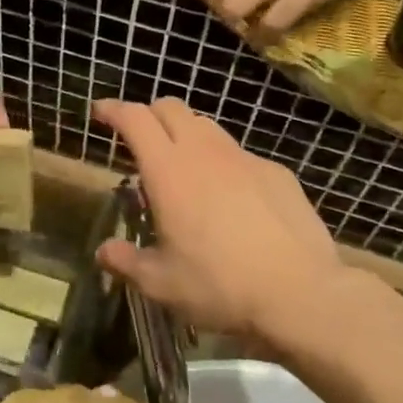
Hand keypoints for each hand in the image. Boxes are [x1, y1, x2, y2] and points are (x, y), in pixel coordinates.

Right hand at [92, 98, 343, 348]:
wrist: (300, 293)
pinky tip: (231, 198)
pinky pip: (241, 155)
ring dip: (186, 135)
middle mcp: (205, 152)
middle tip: (140, 140)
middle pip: (171, 108)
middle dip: (149, 115)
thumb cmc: (219, 286)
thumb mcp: (161, 284)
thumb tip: (104, 252)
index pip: (135, 119)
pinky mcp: (277, 172)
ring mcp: (245, 159)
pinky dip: (224, 164)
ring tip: (184, 168)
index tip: (101, 112)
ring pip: (207, 127)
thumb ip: (127, 262)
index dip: (114, 109)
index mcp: (168, 171)